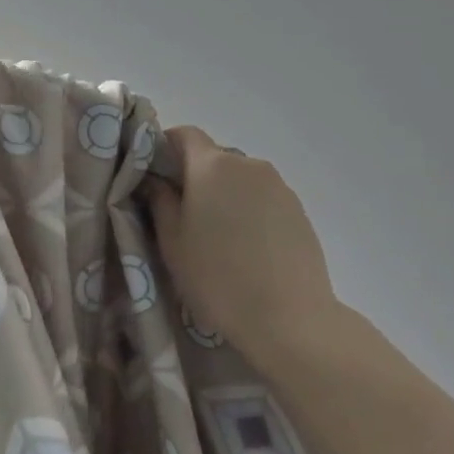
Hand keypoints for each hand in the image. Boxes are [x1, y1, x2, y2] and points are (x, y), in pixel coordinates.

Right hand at [144, 126, 339, 362]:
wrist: (289, 319)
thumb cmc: (217, 278)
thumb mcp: (172, 243)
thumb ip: (160, 202)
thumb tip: (155, 181)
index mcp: (212, 165)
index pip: (184, 134)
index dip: (165, 148)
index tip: (155, 177)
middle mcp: (248, 164)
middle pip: (213, 157)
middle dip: (194, 177)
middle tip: (183, 215)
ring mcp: (279, 186)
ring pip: (239, 179)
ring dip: (224, 195)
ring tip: (218, 237)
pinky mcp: (298, 209)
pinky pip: (263, 198)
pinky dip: (249, 211)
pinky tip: (247, 248)